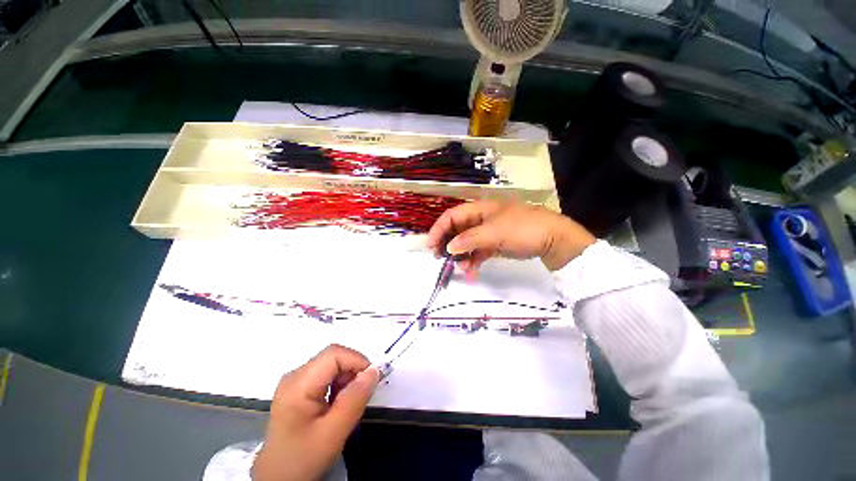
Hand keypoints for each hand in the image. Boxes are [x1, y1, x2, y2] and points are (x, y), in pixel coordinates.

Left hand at [253, 345, 379, 480]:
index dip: (357, 361)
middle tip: (361, 396)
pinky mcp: (299, 389)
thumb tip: (375, 371)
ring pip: (332, 366)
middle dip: (353, 371)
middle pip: (333, 358)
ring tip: (348, 404)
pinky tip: (337, 405)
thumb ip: (355, 399)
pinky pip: (326, 376)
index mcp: (298, 383)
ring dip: (347, 379)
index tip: (372, 380)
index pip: (334, 354)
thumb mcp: (332, 433)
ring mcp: (296, 382)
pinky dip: (339, 386)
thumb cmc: (302, 458)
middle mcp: (295, 375)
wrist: (277, 480)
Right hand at [426, 201, 595, 271]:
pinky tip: (472, 272)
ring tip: (459, 268)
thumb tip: (449, 247)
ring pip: (466, 242)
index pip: (451, 216)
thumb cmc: (522, 229)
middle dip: (447, 243)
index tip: (430, 246)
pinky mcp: (495, 243)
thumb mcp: (494, 233)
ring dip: (461, 255)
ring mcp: (488, 232)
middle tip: (440, 258)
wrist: (553, 239)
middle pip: (457, 229)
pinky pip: (478, 251)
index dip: (439, 229)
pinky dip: (473, 261)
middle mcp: (481, 219)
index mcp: (479, 209)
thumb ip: (469, 239)